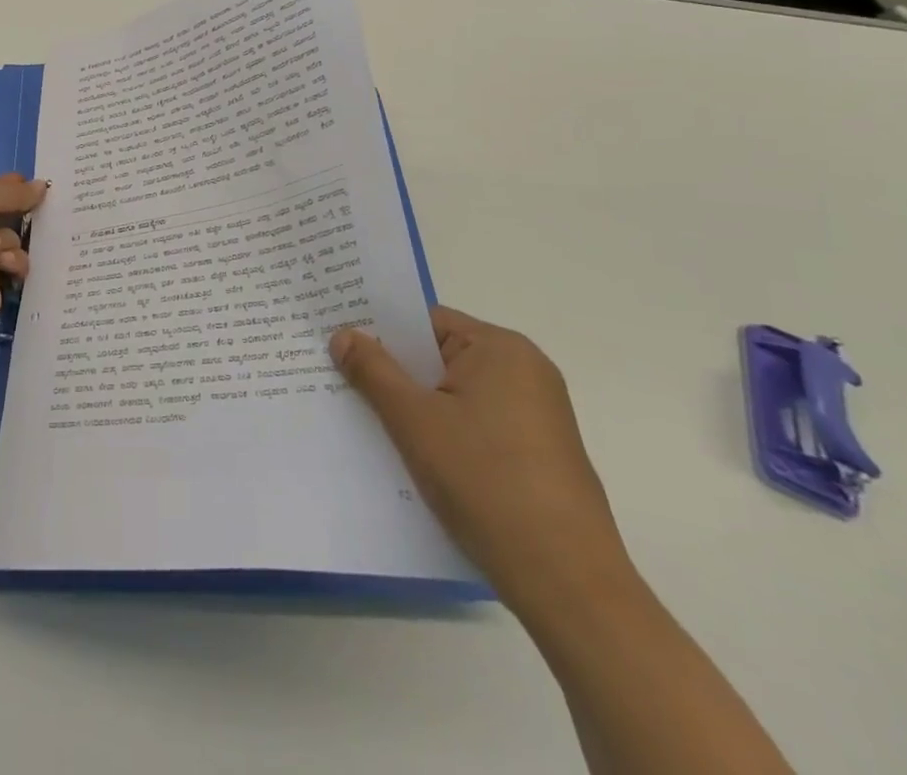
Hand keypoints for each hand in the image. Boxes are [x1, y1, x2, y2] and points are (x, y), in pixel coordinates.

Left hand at [0, 174, 47, 326]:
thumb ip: (12, 191)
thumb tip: (41, 186)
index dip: (5, 188)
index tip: (33, 184)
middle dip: (17, 214)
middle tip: (40, 208)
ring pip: (9, 242)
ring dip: (10, 242)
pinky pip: (14, 267)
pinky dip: (14, 263)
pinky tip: (4, 264)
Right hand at [331, 308, 632, 616]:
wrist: (568, 584)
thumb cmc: (486, 482)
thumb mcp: (414, 420)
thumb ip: (373, 370)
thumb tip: (342, 334)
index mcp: (501, 348)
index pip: (425, 322)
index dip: (379, 331)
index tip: (338, 342)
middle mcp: (526, 371)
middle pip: (440, 357)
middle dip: (393, 372)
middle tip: (340, 379)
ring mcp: (537, 415)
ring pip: (455, 395)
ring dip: (416, 407)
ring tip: (367, 420)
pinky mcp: (539, 454)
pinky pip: (476, 425)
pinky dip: (443, 433)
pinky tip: (413, 457)